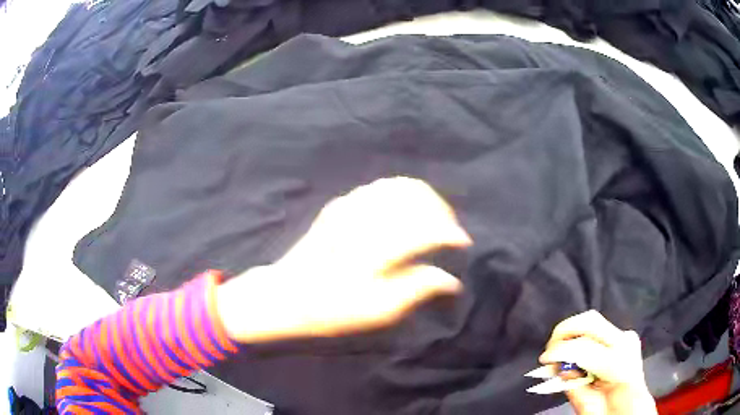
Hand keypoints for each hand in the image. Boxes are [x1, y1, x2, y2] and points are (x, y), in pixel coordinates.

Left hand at [217, 177, 471, 342]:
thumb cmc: (331, 310)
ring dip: (423, 198)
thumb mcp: (378, 312)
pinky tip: (407, 210)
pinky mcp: (339, 204)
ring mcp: (348, 206)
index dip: (451, 233)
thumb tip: (452, 280)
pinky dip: (402, 193)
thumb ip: (418, 289)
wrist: (286, 295)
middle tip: (449, 231)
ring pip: (398, 185)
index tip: (462, 244)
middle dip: (441, 210)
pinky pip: (379, 186)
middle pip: (415, 196)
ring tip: (433, 217)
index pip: (425, 228)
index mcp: (373, 249)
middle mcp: (363, 219)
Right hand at [539, 310, 656, 414]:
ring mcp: (627, 337)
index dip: (559, 351)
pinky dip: (580, 338)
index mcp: (619, 365)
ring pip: (593, 321)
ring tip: (557, 354)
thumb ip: (574, 386)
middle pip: (591, 322)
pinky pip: (597, 330)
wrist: (633, 410)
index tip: (543, 360)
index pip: (584, 347)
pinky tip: (574, 355)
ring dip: (571, 335)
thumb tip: (559, 367)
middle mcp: (626, 343)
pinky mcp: (624, 337)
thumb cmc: (610, 413)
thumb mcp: (588, 407)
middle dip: (564, 331)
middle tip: (548, 351)